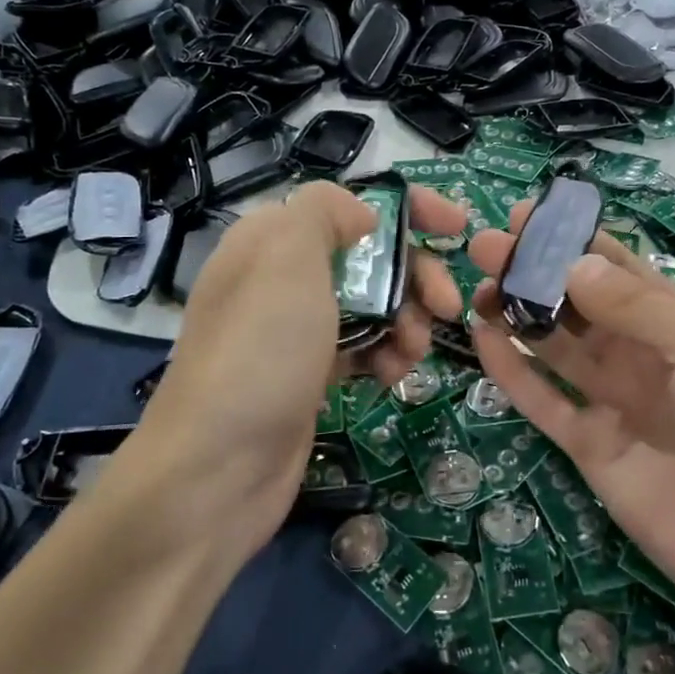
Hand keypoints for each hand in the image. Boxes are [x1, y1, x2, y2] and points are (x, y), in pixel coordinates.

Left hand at [118, 181, 465, 567]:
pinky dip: (385, 355)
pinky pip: (362, 348)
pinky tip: (391, 376)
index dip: (408, 209)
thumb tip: (361, 217)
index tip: (457, 228)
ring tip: (412, 352)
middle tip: (447, 306)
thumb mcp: (287, 257)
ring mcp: (296, 330)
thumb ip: (324, 212)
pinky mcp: (310, 374)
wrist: (217, 469)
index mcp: (272, 238)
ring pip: (373, 305)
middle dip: (416, 275)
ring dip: (407, 320)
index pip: (349, 205)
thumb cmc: (261, 350)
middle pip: (370, 256)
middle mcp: (282, 278)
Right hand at [466, 210, 674, 634]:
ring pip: (558, 349)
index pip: (622, 272)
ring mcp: (619, 405)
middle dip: (536, 274)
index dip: (576, 242)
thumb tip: (574, 263)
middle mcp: (649, 359)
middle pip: (581, 307)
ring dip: (518, 315)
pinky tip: (482, 339)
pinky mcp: (594, 451)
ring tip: (477, 285)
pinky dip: (514, 373)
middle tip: (487, 247)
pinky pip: (546, 404)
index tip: (528, 215)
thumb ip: (638, 306)